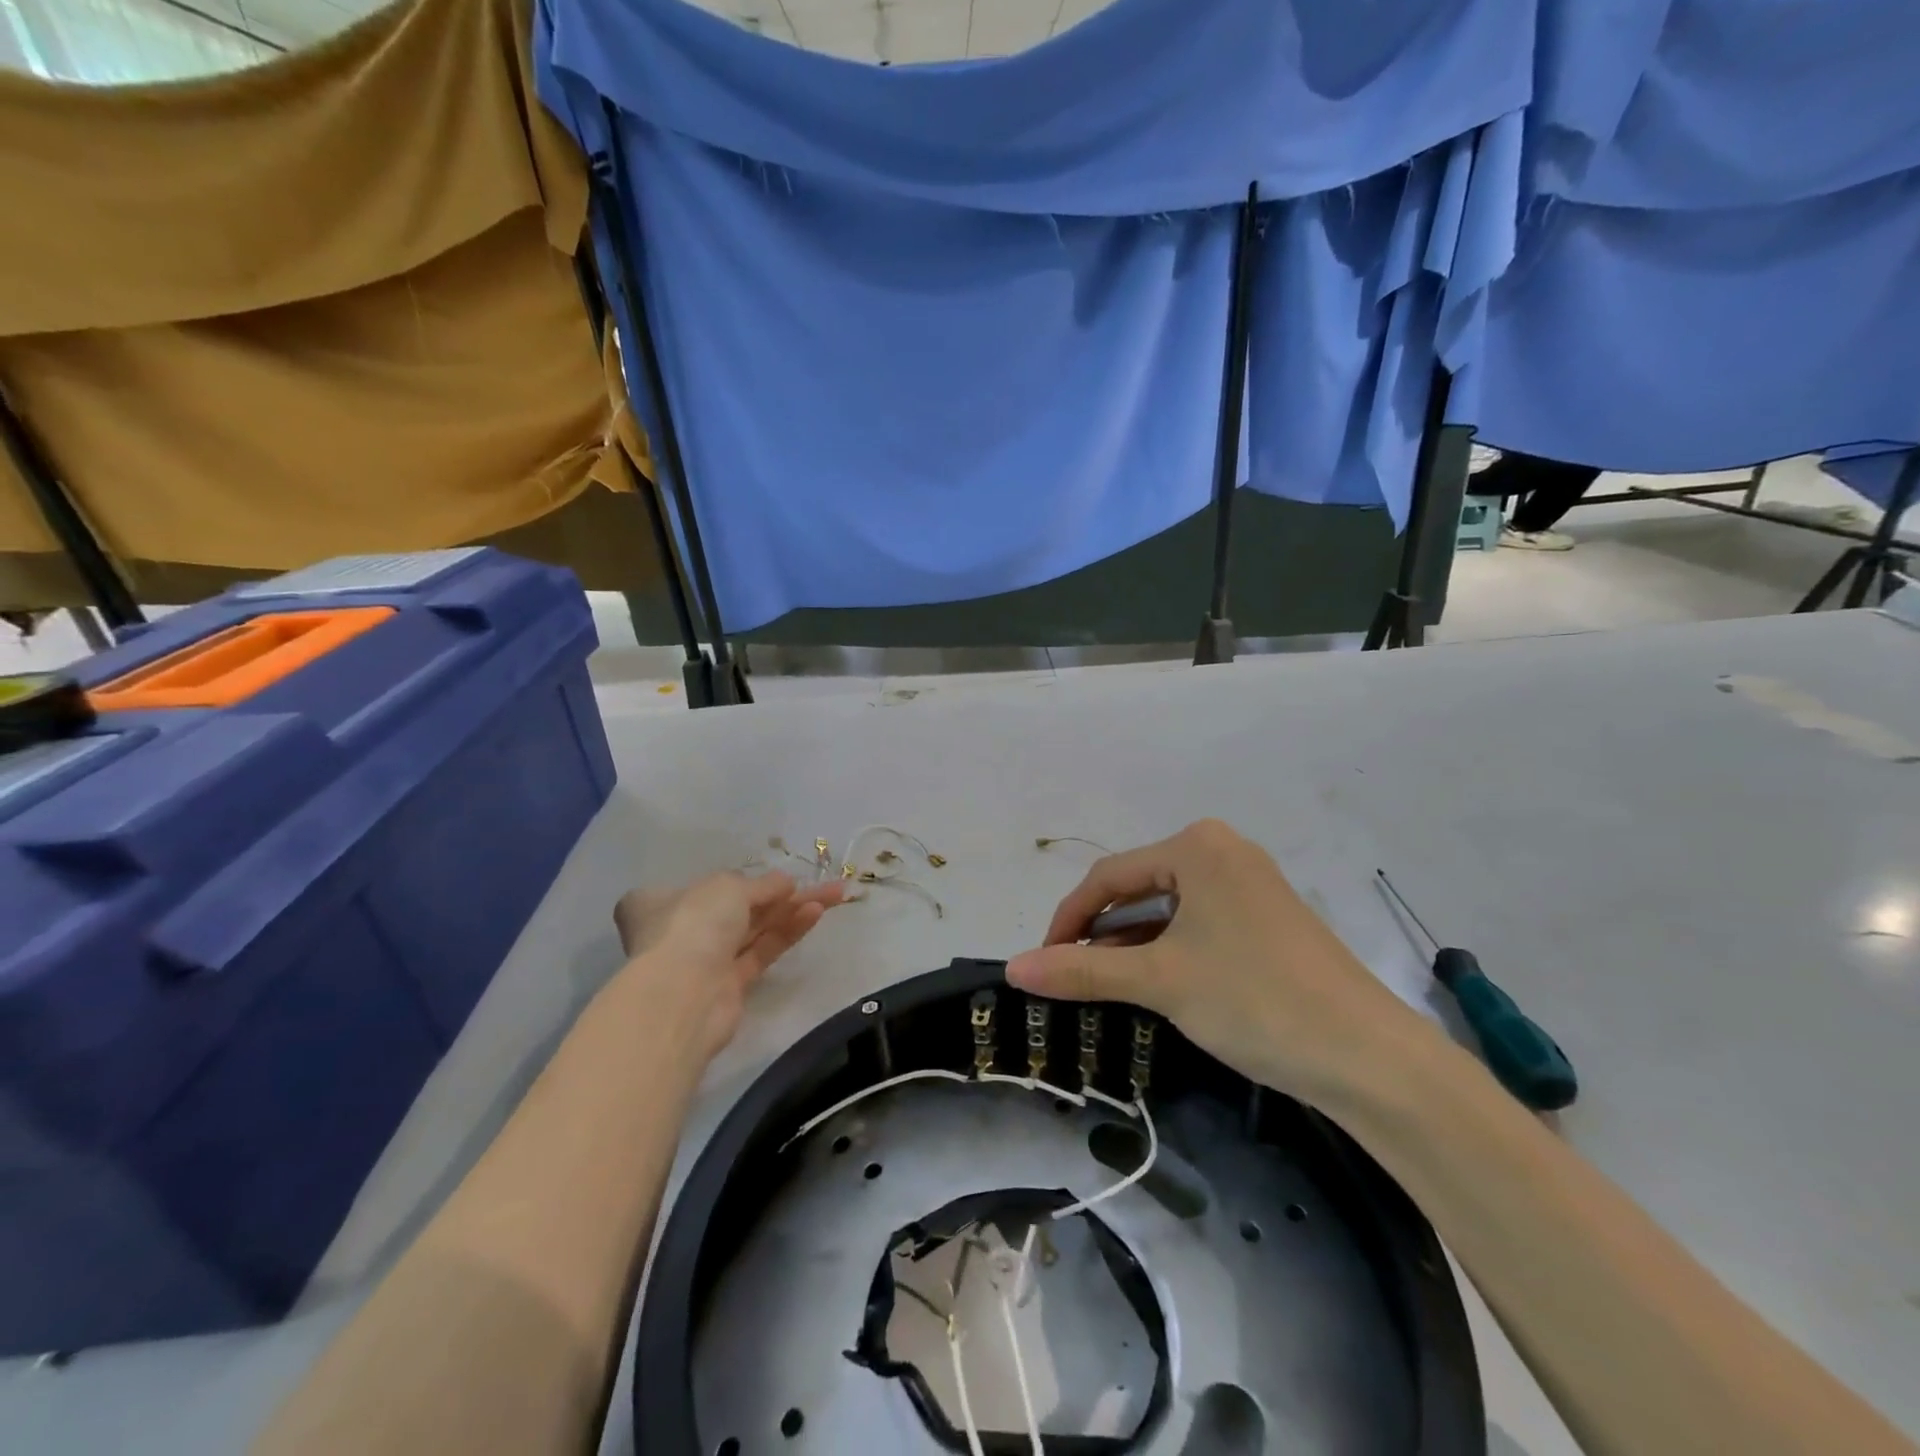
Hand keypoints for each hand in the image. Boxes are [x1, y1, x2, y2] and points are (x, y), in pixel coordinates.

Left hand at [614, 872, 843, 1061]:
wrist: (682, 996)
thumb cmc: (694, 924)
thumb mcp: (729, 887)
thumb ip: (762, 884)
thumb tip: (787, 883)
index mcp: (664, 900)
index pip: (709, 885)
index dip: (745, 878)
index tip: (778, 876)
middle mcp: (683, 929)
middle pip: (740, 906)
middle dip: (781, 894)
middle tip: (822, 883)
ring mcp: (707, 959)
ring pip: (756, 928)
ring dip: (793, 911)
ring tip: (833, 894)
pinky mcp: (730, 985)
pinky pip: (763, 950)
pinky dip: (788, 932)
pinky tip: (815, 913)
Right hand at [1006, 820, 1437, 1105]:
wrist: (1369, 1057)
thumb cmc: (1254, 999)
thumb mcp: (1160, 981)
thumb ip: (1081, 972)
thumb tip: (1013, 969)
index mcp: (1197, 846)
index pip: (1108, 876)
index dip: (1068, 920)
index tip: (1042, 963)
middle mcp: (1223, 851)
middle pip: (1138, 887)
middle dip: (1100, 933)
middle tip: (1073, 976)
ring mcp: (1250, 883)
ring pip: (1168, 908)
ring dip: (1132, 943)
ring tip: (1106, 984)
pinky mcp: (1267, 917)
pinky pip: (1199, 922)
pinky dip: (1169, 949)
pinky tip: (1155, 981)